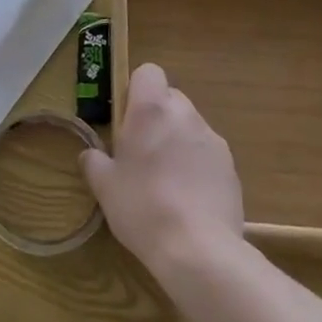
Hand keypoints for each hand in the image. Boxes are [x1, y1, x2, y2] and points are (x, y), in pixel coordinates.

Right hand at [82, 63, 242, 273]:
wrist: (198, 250)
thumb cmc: (142, 207)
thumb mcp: (105, 187)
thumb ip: (94, 162)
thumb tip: (90, 155)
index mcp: (151, 109)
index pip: (149, 72)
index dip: (137, 90)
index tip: (127, 119)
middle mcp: (185, 114)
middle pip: (170, 98)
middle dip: (157, 118)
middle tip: (142, 153)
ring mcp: (213, 139)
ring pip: (190, 126)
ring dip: (177, 142)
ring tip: (166, 181)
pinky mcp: (231, 167)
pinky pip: (207, 154)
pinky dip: (197, 166)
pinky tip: (188, 199)